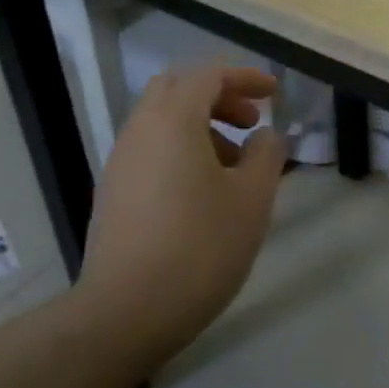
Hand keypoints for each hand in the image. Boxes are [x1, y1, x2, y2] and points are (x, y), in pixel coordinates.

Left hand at [77, 65, 287, 364]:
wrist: (126, 312)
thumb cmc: (200, 247)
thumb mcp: (251, 199)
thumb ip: (266, 155)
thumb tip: (266, 136)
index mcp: (172, 121)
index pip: (208, 75)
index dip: (245, 77)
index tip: (274, 94)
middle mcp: (140, 131)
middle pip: (177, 89)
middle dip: (219, 96)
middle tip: (251, 121)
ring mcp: (121, 163)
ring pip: (162, 121)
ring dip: (201, 126)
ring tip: (236, 165)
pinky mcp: (114, 193)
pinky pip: (151, 150)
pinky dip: (182, 150)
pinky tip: (205, 192)